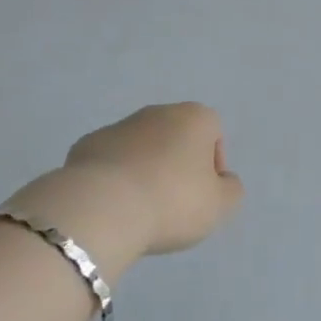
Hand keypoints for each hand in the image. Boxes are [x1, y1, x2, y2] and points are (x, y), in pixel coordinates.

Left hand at [61, 103, 244, 256]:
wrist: (104, 205)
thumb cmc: (172, 201)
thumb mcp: (219, 206)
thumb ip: (231, 190)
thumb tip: (223, 180)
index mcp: (194, 118)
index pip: (213, 132)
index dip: (213, 165)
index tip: (204, 195)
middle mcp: (158, 112)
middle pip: (176, 136)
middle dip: (177, 164)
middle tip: (174, 204)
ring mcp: (120, 125)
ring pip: (142, 146)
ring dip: (145, 169)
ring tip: (141, 209)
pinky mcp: (89, 144)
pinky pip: (111, 160)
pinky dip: (115, 177)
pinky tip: (113, 205)